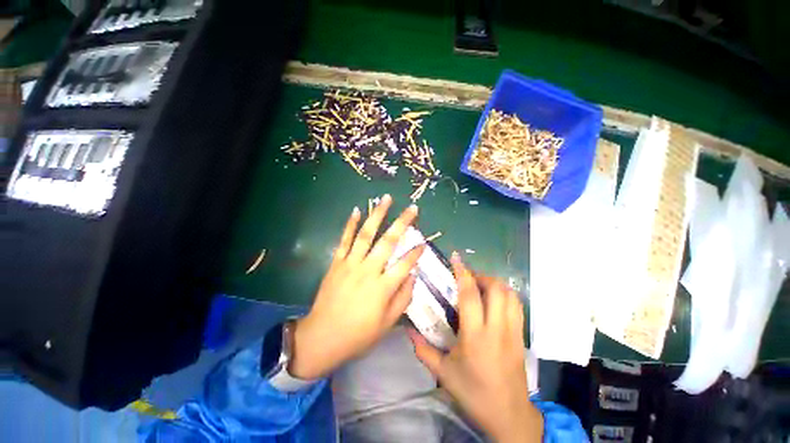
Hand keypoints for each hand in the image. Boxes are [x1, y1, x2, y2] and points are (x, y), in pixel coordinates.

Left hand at [289, 194, 424, 379]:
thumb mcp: (387, 323)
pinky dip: (350, 224)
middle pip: (388, 242)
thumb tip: (413, 275)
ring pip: (366, 234)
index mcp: (383, 288)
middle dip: (403, 223)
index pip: (405, 264)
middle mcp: (368, 271)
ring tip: (386, 199)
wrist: (322, 337)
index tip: (424, 242)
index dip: (416, 252)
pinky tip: (357, 210)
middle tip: (413, 208)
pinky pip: (344, 239)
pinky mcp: (336, 262)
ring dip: (377, 215)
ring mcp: (350, 264)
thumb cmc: (358, 334)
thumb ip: (403, 297)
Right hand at [408, 254, 542, 442]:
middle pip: (495, 289)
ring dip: (495, 283)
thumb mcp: (444, 373)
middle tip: (467, 277)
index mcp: (475, 336)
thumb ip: (423, 350)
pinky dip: (505, 294)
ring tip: (480, 285)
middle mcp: (497, 329)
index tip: (456, 258)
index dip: (463, 273)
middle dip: (481, 276)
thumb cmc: (474, 393)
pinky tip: (494, 299)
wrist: (510, 416)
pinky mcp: (522, 336)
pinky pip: (517, 306)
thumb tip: (407, 331)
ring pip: (510, 295)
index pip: (470, 295)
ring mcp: (513, 332)